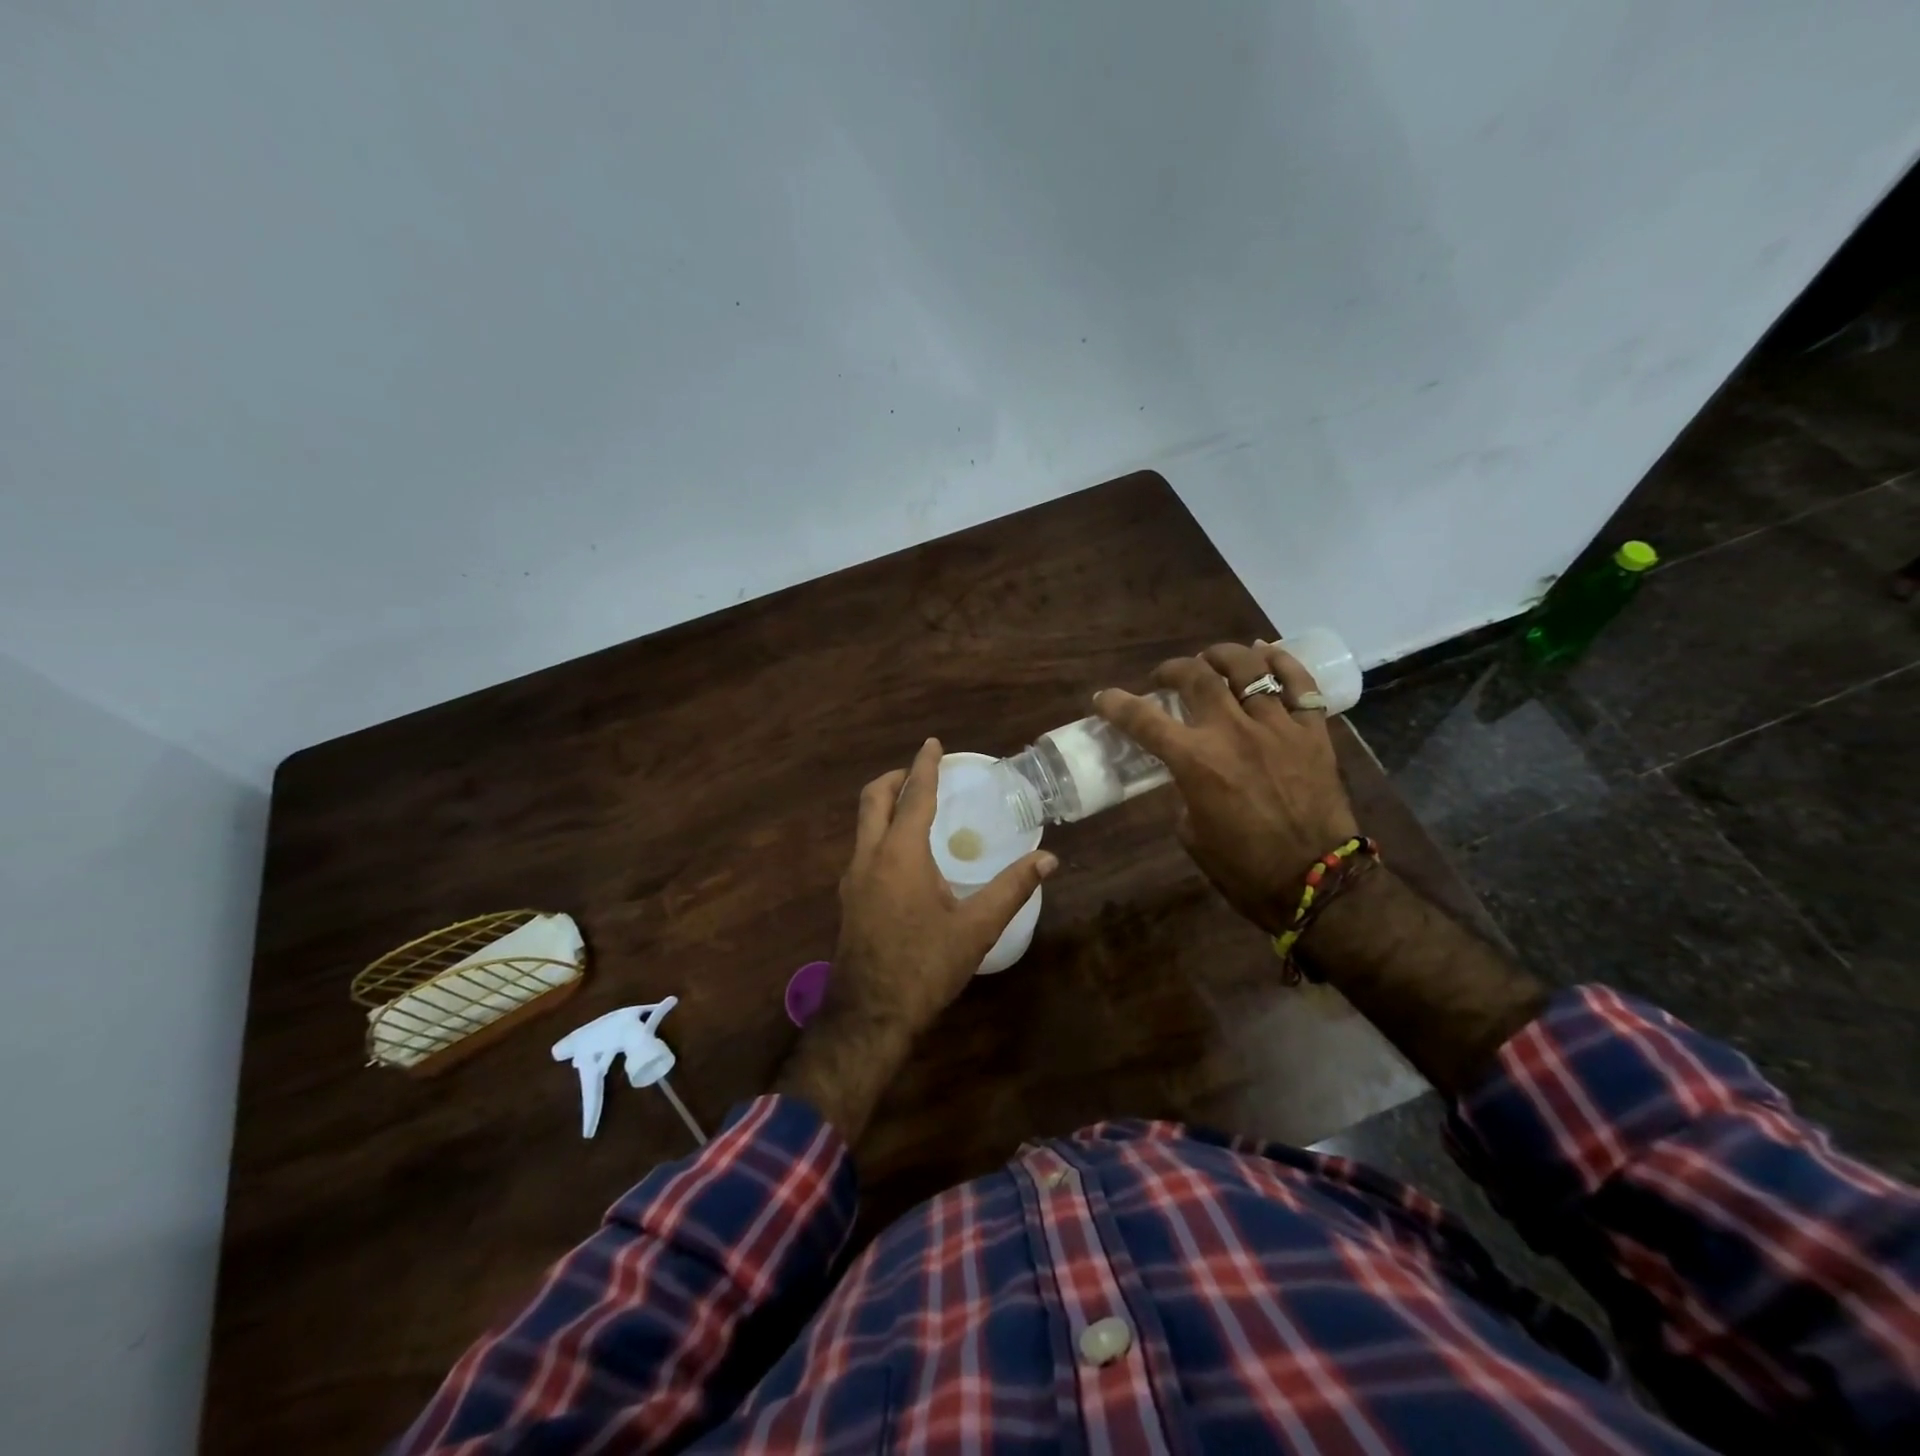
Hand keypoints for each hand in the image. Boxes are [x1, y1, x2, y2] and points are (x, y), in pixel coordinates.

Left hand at [777, 739, 1055, 1144]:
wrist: (870, 1015)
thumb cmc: (925, 967)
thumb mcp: (976, 928)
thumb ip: (1012, 888)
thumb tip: (1048, 859)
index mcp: (900, 855)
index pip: (914, 796)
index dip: (924, 767)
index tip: (932, 744)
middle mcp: (869, 857)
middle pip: (873, 799)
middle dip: (895, 778)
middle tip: (920, 771)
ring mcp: (852, 879)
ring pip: (863, 824)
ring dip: (885, 805)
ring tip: (914, 807)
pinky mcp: (848, 899)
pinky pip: (863, 848)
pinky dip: (881, 832)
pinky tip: (904, 855)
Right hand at [1095, 642, 1357, 934]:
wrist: (1316, 883)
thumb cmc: (1243, 868)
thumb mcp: (1192, 833)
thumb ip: (1184, 792)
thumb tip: (1188, 774)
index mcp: (1196, 762)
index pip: (1144, 720)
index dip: (1117, 704)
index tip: (1104, 698)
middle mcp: (1233, 732)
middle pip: (1197, 677)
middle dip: (1172, 670)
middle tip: (1165, 678)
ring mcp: (1277, 727)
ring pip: (1248, 668)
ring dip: (1222, 656)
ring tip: (1212, 659)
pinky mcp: (1313, 732)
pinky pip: (1300, 683)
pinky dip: (1281, 662)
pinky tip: (1266, 653)